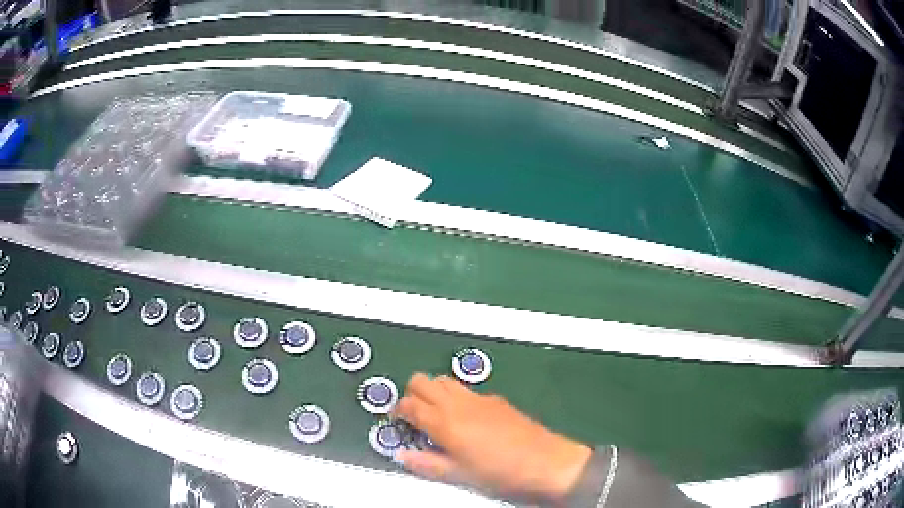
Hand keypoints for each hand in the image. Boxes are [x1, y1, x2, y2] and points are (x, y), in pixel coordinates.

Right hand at [394, 373, 591, 500]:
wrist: (545, 461)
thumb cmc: (499, 472)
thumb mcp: (459, 475)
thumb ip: (427, 464)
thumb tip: (404, 457)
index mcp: (444, 422)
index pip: (409, 404)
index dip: (398, 410)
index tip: (398, 421)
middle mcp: (458, 403)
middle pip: (422, 380)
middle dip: (412, 393)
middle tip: (414, 414)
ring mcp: (479, 398)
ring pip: (444, 379)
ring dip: (433, 391)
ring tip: (436, 414)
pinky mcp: (496, 399)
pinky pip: (466, 388)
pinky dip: (456, 395)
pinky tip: (465, 417)